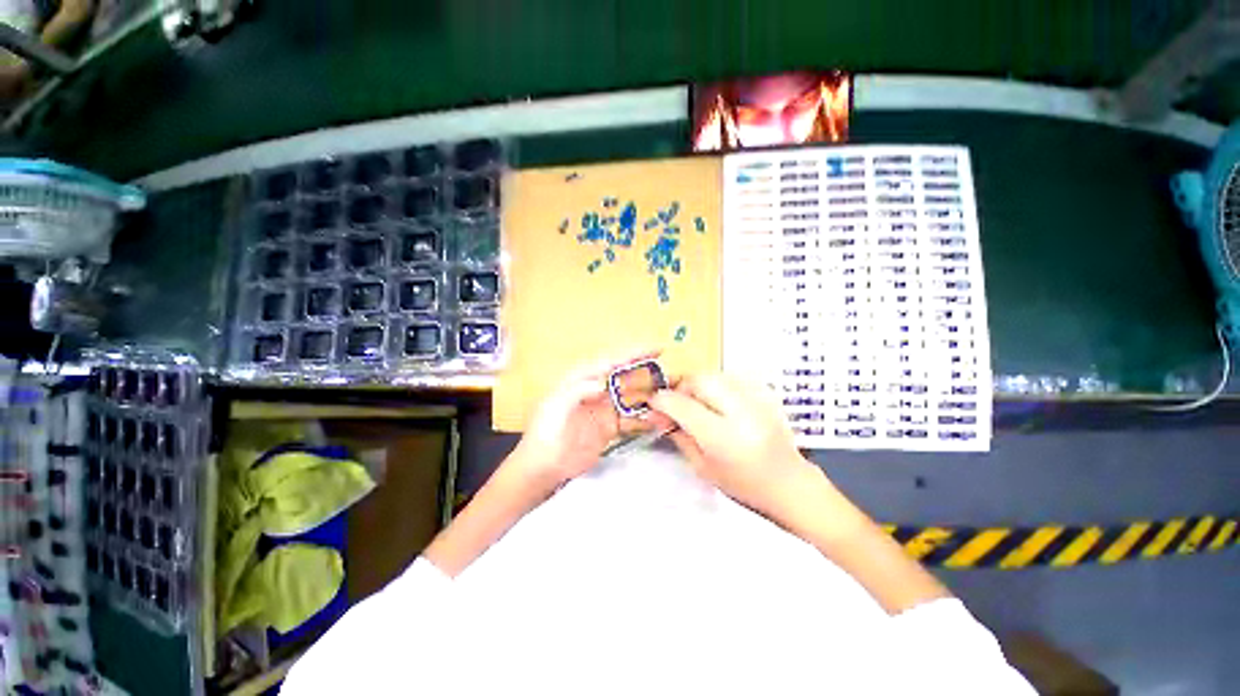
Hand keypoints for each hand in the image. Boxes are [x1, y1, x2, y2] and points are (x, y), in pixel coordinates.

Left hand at [507, 349, 671, 492]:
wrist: (543, 466)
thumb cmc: (545, 433)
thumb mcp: (554, 408)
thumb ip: (576, 391)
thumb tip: (602, 381)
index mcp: (583, 379)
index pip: (612, 361)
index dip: (634, 354)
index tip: (657, 349)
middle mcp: (597, 389)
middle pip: (627, 377)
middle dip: (649, 374)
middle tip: (673, 375)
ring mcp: (605, 408)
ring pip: (633, 397)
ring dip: (651, 397)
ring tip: (673, 397)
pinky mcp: (610, 427)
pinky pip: (632, 419)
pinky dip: (646, 419)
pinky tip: (661, 421)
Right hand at [650, 374, 818, 517]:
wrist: (789, 483)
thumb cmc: (743, 485)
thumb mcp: (703, 467)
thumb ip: (679, 435)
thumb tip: (658, 414)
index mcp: (723, 438)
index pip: (683, 405)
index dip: (663, 400)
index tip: (653, 403)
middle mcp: (741, 413)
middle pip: (700, 380)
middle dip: (681, 387)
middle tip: (677, 403)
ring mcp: (757, 400)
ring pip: (715, 375)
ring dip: (699, 385)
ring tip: (697, 403)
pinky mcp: (766, 395)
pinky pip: (731, 378)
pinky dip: (717, 385)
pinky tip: (717, 402)